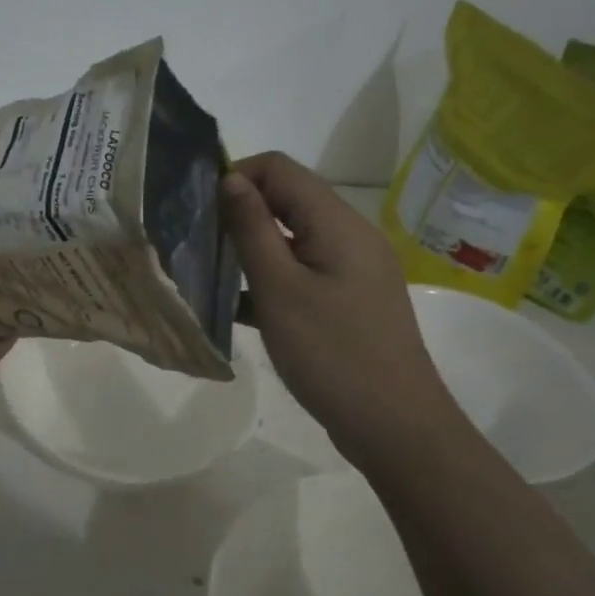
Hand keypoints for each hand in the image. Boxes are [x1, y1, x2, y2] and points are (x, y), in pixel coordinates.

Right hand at [221, 152, 454, 453]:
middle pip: (289, 199)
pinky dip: (272, 277)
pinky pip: (305, 270)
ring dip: (253, 246)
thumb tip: (231, 178)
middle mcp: (351, 235)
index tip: (199, 208)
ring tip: (211, 271)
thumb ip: (252, 229)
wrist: (395, 427)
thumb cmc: (332, 354)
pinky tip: (238, 305)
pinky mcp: (351, 299)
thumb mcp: (279, 289)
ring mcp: (354, 269)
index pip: (280, 168)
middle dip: (241, 210)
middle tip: (199, 240)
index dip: (237, 175)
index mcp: (337, 223)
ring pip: (294, 237)